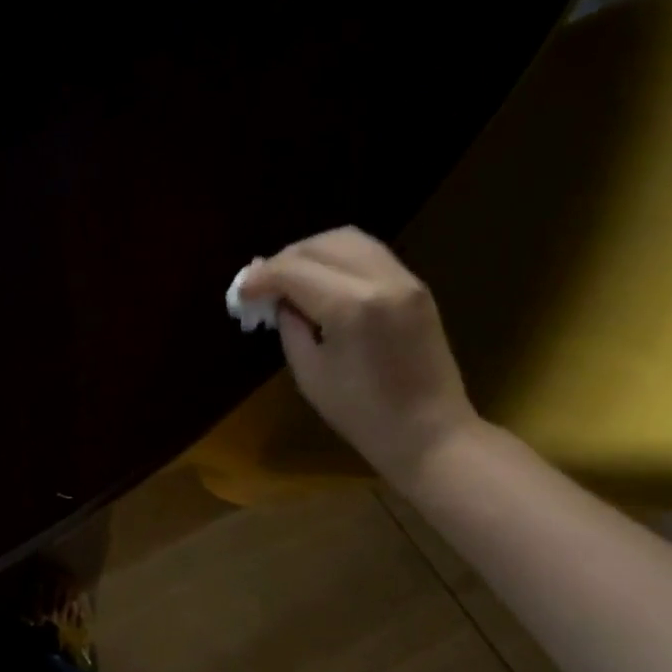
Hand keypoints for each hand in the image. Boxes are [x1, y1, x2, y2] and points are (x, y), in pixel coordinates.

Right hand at [237, 227, 479, 484]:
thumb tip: (279, 300)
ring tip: (289, 278)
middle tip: (261, 284)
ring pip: (348, 239)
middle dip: (284, 259)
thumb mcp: (310, 373)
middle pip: (321, 244)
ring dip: (312, 252)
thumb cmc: (362, 414)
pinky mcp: (416, 287)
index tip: (241, 294)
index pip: (294, 270)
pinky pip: (369, 254)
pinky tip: (320, 283)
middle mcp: (381, 280)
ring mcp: (404, 280)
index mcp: (351, 306)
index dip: (261, 278)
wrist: (430, 432)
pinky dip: (337, 259)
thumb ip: (290, 327)